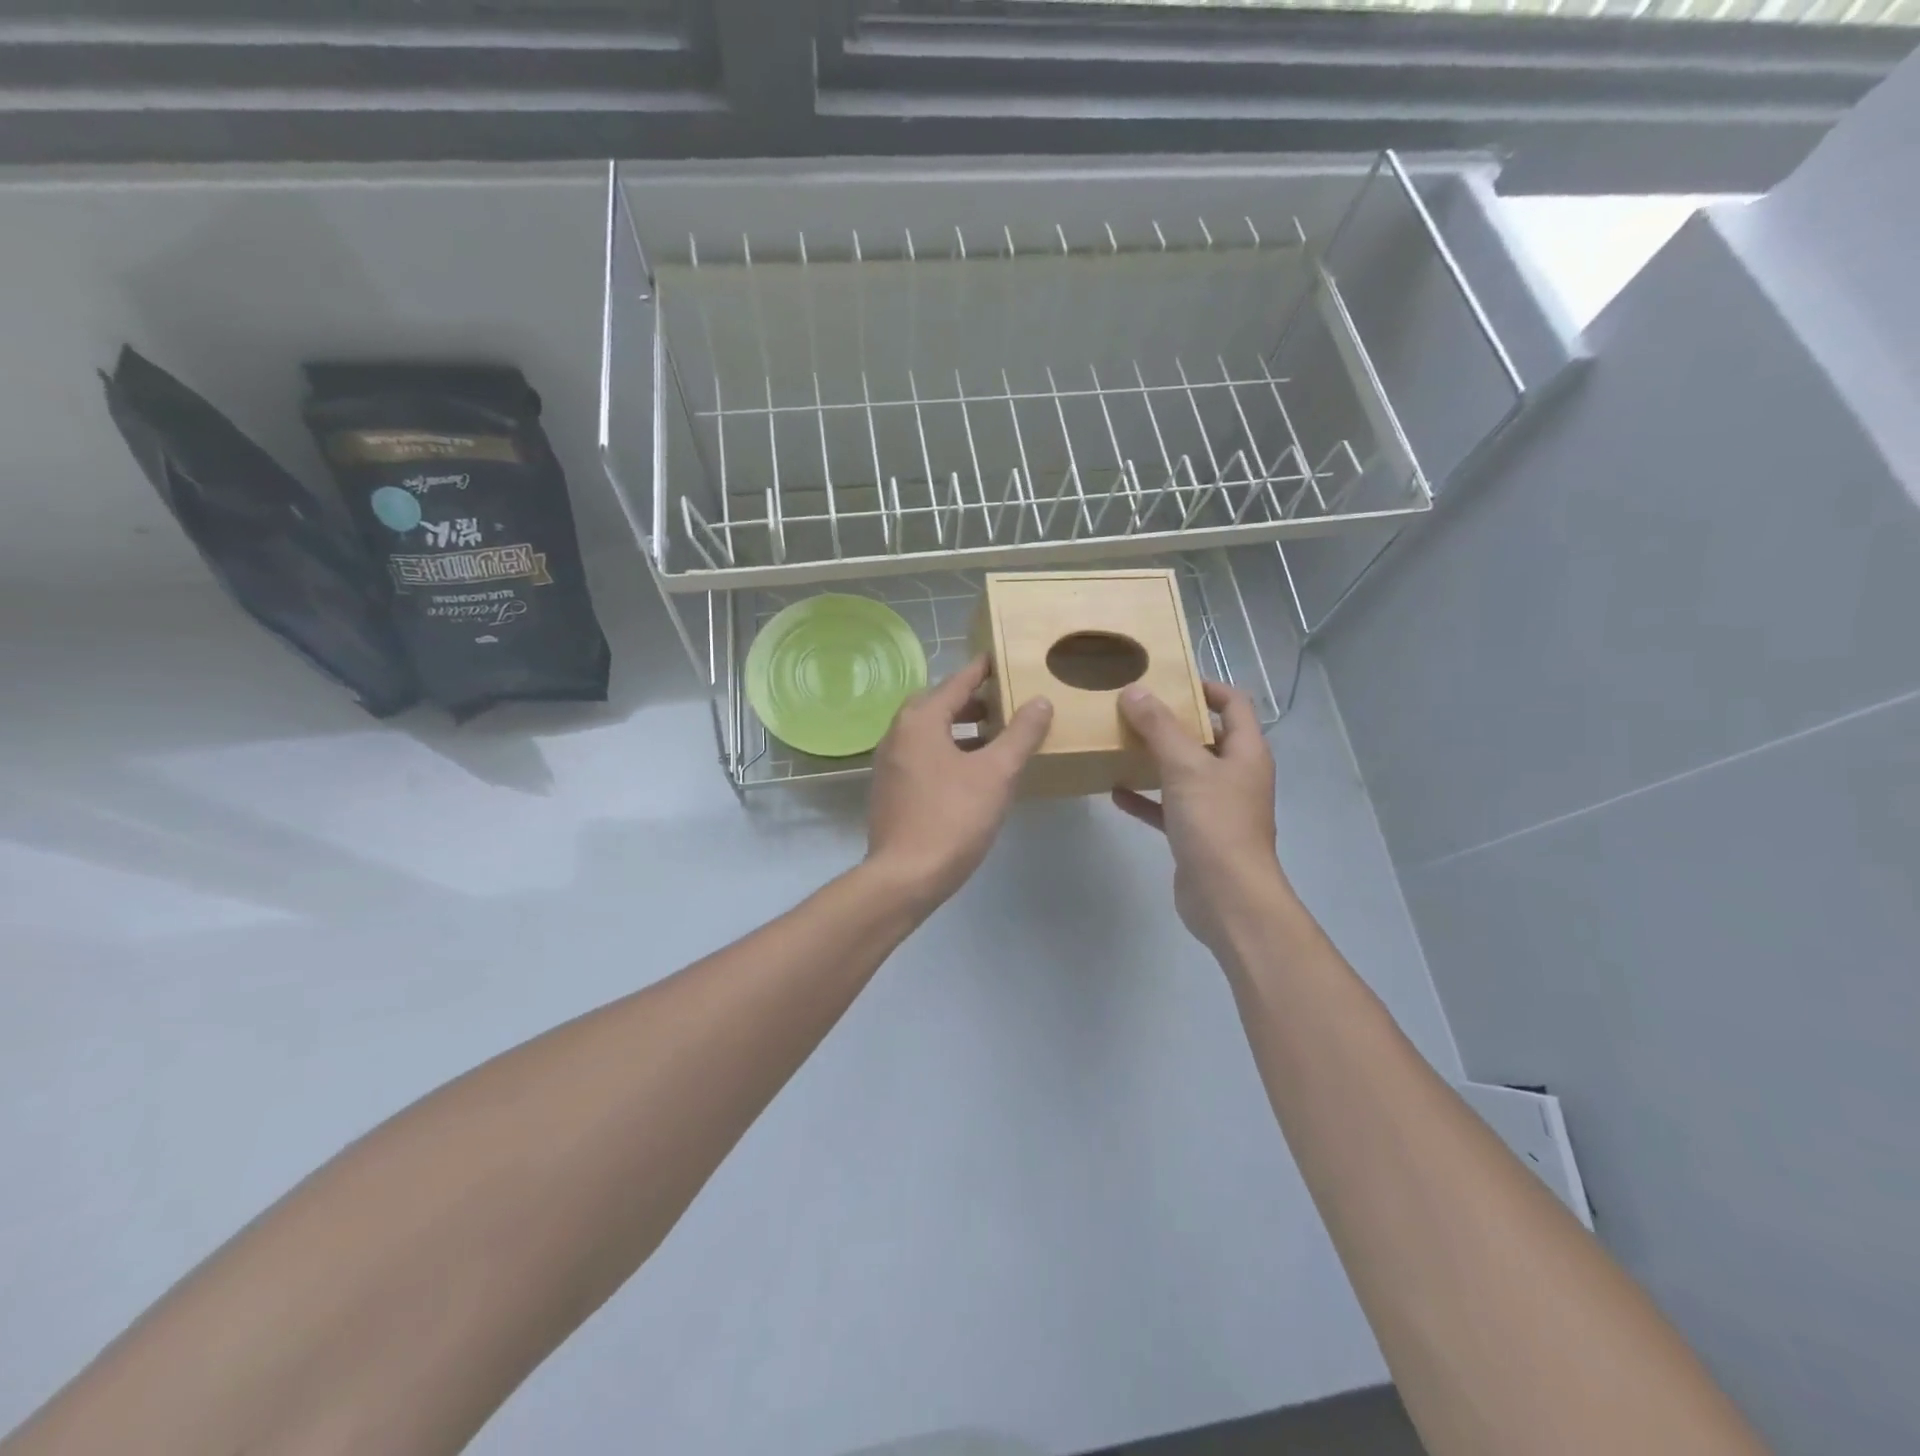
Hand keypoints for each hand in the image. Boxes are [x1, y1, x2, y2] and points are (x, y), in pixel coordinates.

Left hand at [866, 655, 1052, 908]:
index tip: (1001, 658)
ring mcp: (890, 764)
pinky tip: (973, 771)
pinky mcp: (891, 790)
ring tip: (995, 737)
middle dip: (972, 701)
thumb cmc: (953, 817)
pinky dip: (948, 751)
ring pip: (930, 733)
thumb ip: (1020, 734)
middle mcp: (898, 734)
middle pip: (939, 705)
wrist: (905, 876)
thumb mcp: (996, 773)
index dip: (982, 670)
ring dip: (961, 728)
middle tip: (1005, 702)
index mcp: (919, 720)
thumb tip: (1040, 701)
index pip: (957, 682)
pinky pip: (923, 756)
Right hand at [1112, 680, 1291, 956]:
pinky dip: (1146, 797)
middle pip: (1206, 737)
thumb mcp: (1185, 767)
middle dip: (1172, 722)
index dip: (1206, 687)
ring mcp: (1217, 806)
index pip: (1234, 704)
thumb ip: (1159, 727)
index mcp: (1246, 752)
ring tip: (1121, 741)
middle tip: (1134, 708)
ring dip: (1157, 758)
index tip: (1168, 680)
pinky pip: (1169, 806)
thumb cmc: (1215, 823)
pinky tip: (1116, 791)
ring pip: (1185, 772)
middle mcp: (1235, 775)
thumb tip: (1135, 691)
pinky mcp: (1197, 834)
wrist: (1227, 897)